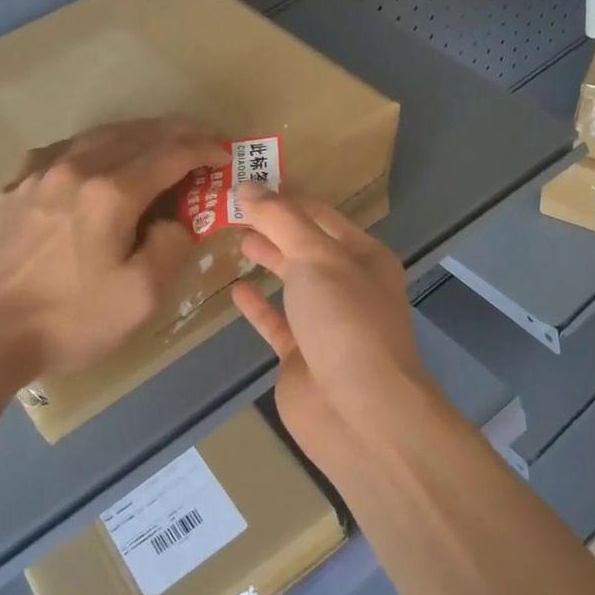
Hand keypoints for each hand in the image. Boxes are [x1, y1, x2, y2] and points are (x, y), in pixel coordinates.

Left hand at [0, 117, 228, 379]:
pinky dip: (94, 145)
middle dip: (176, 133)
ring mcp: (38, 174)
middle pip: (136, 135)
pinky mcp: (14, 189)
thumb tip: (178, 221)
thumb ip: (171, 249)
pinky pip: (63, 150)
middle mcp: (75, 169)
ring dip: (138, 134)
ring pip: (98, 136)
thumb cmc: (67, 320)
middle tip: (204, 139)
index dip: (204, 150)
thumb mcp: (140, 297)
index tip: (226, 154)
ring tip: (160, 142)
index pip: (170, 155)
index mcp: (111, 193)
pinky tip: (95, 158)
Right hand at [230, 185, 445, 480]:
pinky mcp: (303, 356)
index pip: (320, 215)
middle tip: (231, 208)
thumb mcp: (316, 257)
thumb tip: (247, 186)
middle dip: (274, 227)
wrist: (359, 410)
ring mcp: (326, 323)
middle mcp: (348, 286)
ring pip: (293, 283)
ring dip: (269, 260)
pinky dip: (258, 306)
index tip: (247, 183)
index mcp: (363, 256)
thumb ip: (280, 220)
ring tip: (234, 238)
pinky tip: (236, 289)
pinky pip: (277, 322)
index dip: (285, 198)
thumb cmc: (345, 320)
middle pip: (306, 247)